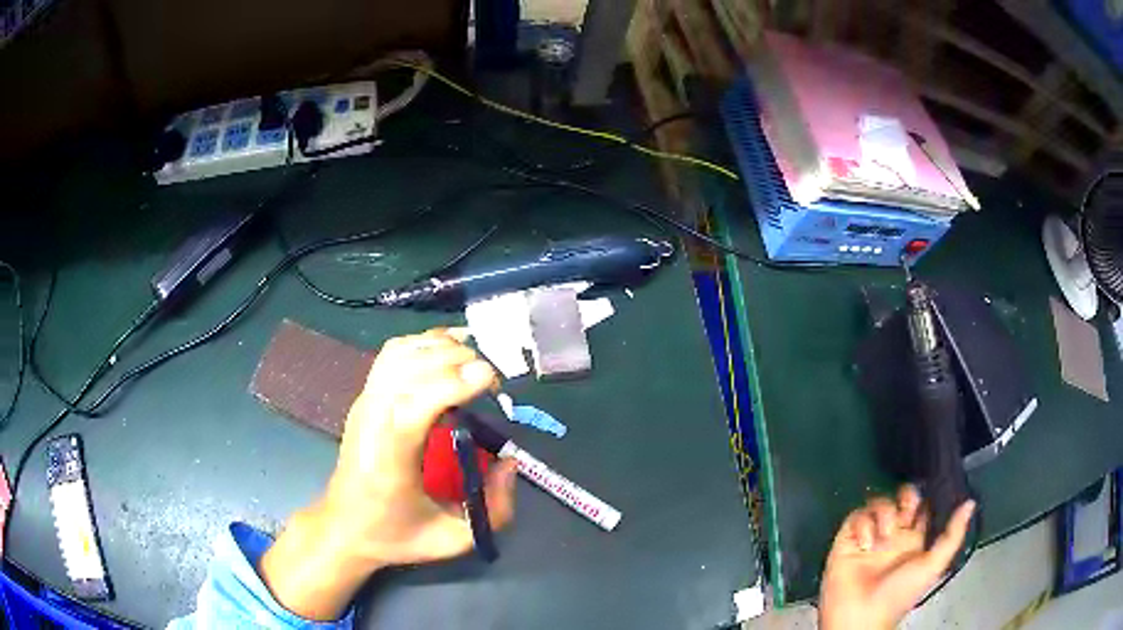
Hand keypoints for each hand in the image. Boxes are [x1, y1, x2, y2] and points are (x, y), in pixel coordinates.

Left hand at [261, 328, 516, 619]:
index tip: (491, 378)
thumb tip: (510, 460)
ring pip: (401, 353)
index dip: (452, 383)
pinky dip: (422, 344)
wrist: (343, 527)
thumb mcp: (454, 539)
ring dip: (441, 348)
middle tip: (493, 382)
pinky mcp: (365, 397)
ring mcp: (364, 403)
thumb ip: (494, 509)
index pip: (414, 403)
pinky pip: (392, 354)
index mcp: (388, 458)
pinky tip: (446, 353)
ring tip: (474, 365)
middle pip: (410, 368)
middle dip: (457, 361)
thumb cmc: (395, 535)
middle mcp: (371, 419)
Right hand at [819, 486, 975, 629]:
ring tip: (884, 536)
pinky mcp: (847, 541)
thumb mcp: (933, 566)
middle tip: (906, 507)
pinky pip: (855, 517)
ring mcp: (870, 537)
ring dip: (883, 512)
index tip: (929, 490)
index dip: (925, 497)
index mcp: (913, 540)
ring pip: (878, 504)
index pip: (921, 508)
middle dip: (904, 495)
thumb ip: (952, 535)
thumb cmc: (899, 595)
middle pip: (900, 499)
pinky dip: (862, 525)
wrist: (861, 617)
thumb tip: (970, 503)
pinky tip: (865, 543)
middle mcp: (893, 535)